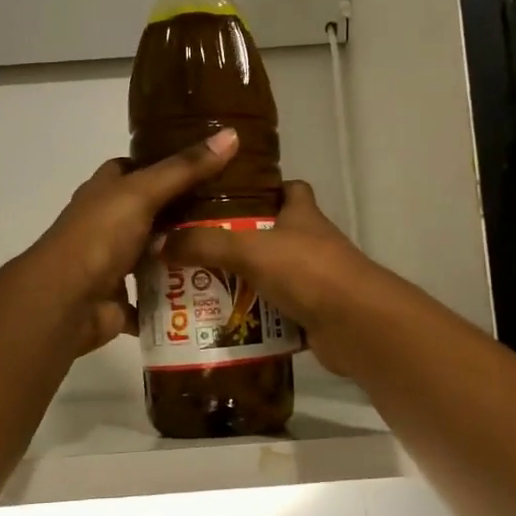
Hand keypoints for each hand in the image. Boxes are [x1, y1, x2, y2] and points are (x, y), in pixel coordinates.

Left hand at [26, 128, 240, 354]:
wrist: (66, 302)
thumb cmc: (99, 236)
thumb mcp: (143, 193)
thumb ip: (185, 168)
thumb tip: (231, 134)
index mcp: (106, 193)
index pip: (136, 169)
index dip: (167, 164)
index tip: (208, 164)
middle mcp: (108, 225)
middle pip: (152, 213)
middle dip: (187, 214)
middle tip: (236, 212)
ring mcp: (114, 264)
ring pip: (157, 256)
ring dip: (185, 256)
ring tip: (231, 250)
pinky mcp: (122, 299)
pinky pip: (156, 296)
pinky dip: (177, 298)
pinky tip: (212, 292)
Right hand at [160, 181, 383, 374]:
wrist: (356, 324)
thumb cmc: (307, 271)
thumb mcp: (249, 249)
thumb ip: (205, 244)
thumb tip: (160, 243)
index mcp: (302, 215)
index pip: (288, 189)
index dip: (262, 189)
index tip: (225, 198)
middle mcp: (310, 243)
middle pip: (271, 236)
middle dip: (236, 244)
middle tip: (194, 251)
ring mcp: (314, 280)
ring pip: (270, 277)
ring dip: (241, 285)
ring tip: (197, 291)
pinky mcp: (313, 314)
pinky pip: (275, 314)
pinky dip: (254, 321)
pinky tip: (222, 325)